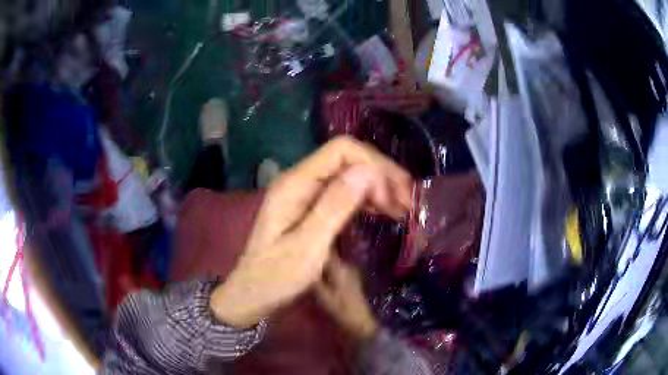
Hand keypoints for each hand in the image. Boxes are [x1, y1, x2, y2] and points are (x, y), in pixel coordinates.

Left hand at [210, 137, 411, 328]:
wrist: (252, 293)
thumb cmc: (276, 277)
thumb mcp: (307, 248)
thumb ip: (334, 207)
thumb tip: (367, 171)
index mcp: (295, 184)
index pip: (341, 150)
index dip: (373, 166)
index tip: (392, 198)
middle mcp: (300, 180)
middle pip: (348, 159)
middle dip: (381, 175)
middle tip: (407, 204)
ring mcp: (305, 192)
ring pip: (349, 174)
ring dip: (378, 187)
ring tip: (402, 209)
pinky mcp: (311, 206)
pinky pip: (344, 192)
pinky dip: (366, 199)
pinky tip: (382, 212)